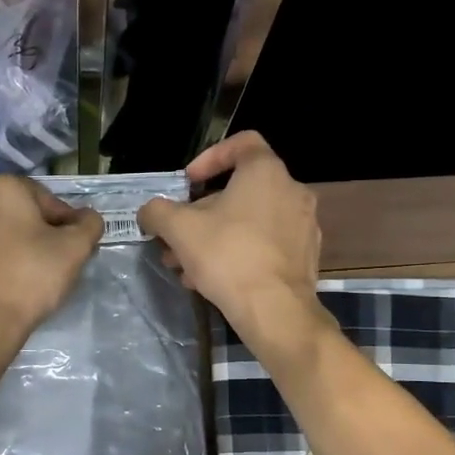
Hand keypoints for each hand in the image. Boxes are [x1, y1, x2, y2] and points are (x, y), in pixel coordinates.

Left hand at [0, 175, 103, 347]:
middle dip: (22, 235)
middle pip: (6, 215)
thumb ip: (88, 225)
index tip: (66, 252)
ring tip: (4, 282)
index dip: (61, 225)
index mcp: (3, 189)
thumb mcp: (75, 250)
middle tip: (36, 269)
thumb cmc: (29, 279)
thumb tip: (86, 217)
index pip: (44, 201)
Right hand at [137, 132, 322, 348]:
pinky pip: (265, 244)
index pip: (242, 143)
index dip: (209, 158)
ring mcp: (303, 225)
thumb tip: (149, 212)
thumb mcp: (179, 229)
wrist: (276, 311)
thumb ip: (157, 212)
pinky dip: (238, 253)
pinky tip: (212, 280)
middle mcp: (292, 191)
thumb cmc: (228, 256)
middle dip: (201, 214)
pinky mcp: (305, 256)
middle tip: (177, 237)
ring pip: (249, 222)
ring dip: (214, 238)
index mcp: (266, 172)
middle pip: (239, 190)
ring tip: (186, 267)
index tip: (188, 184)